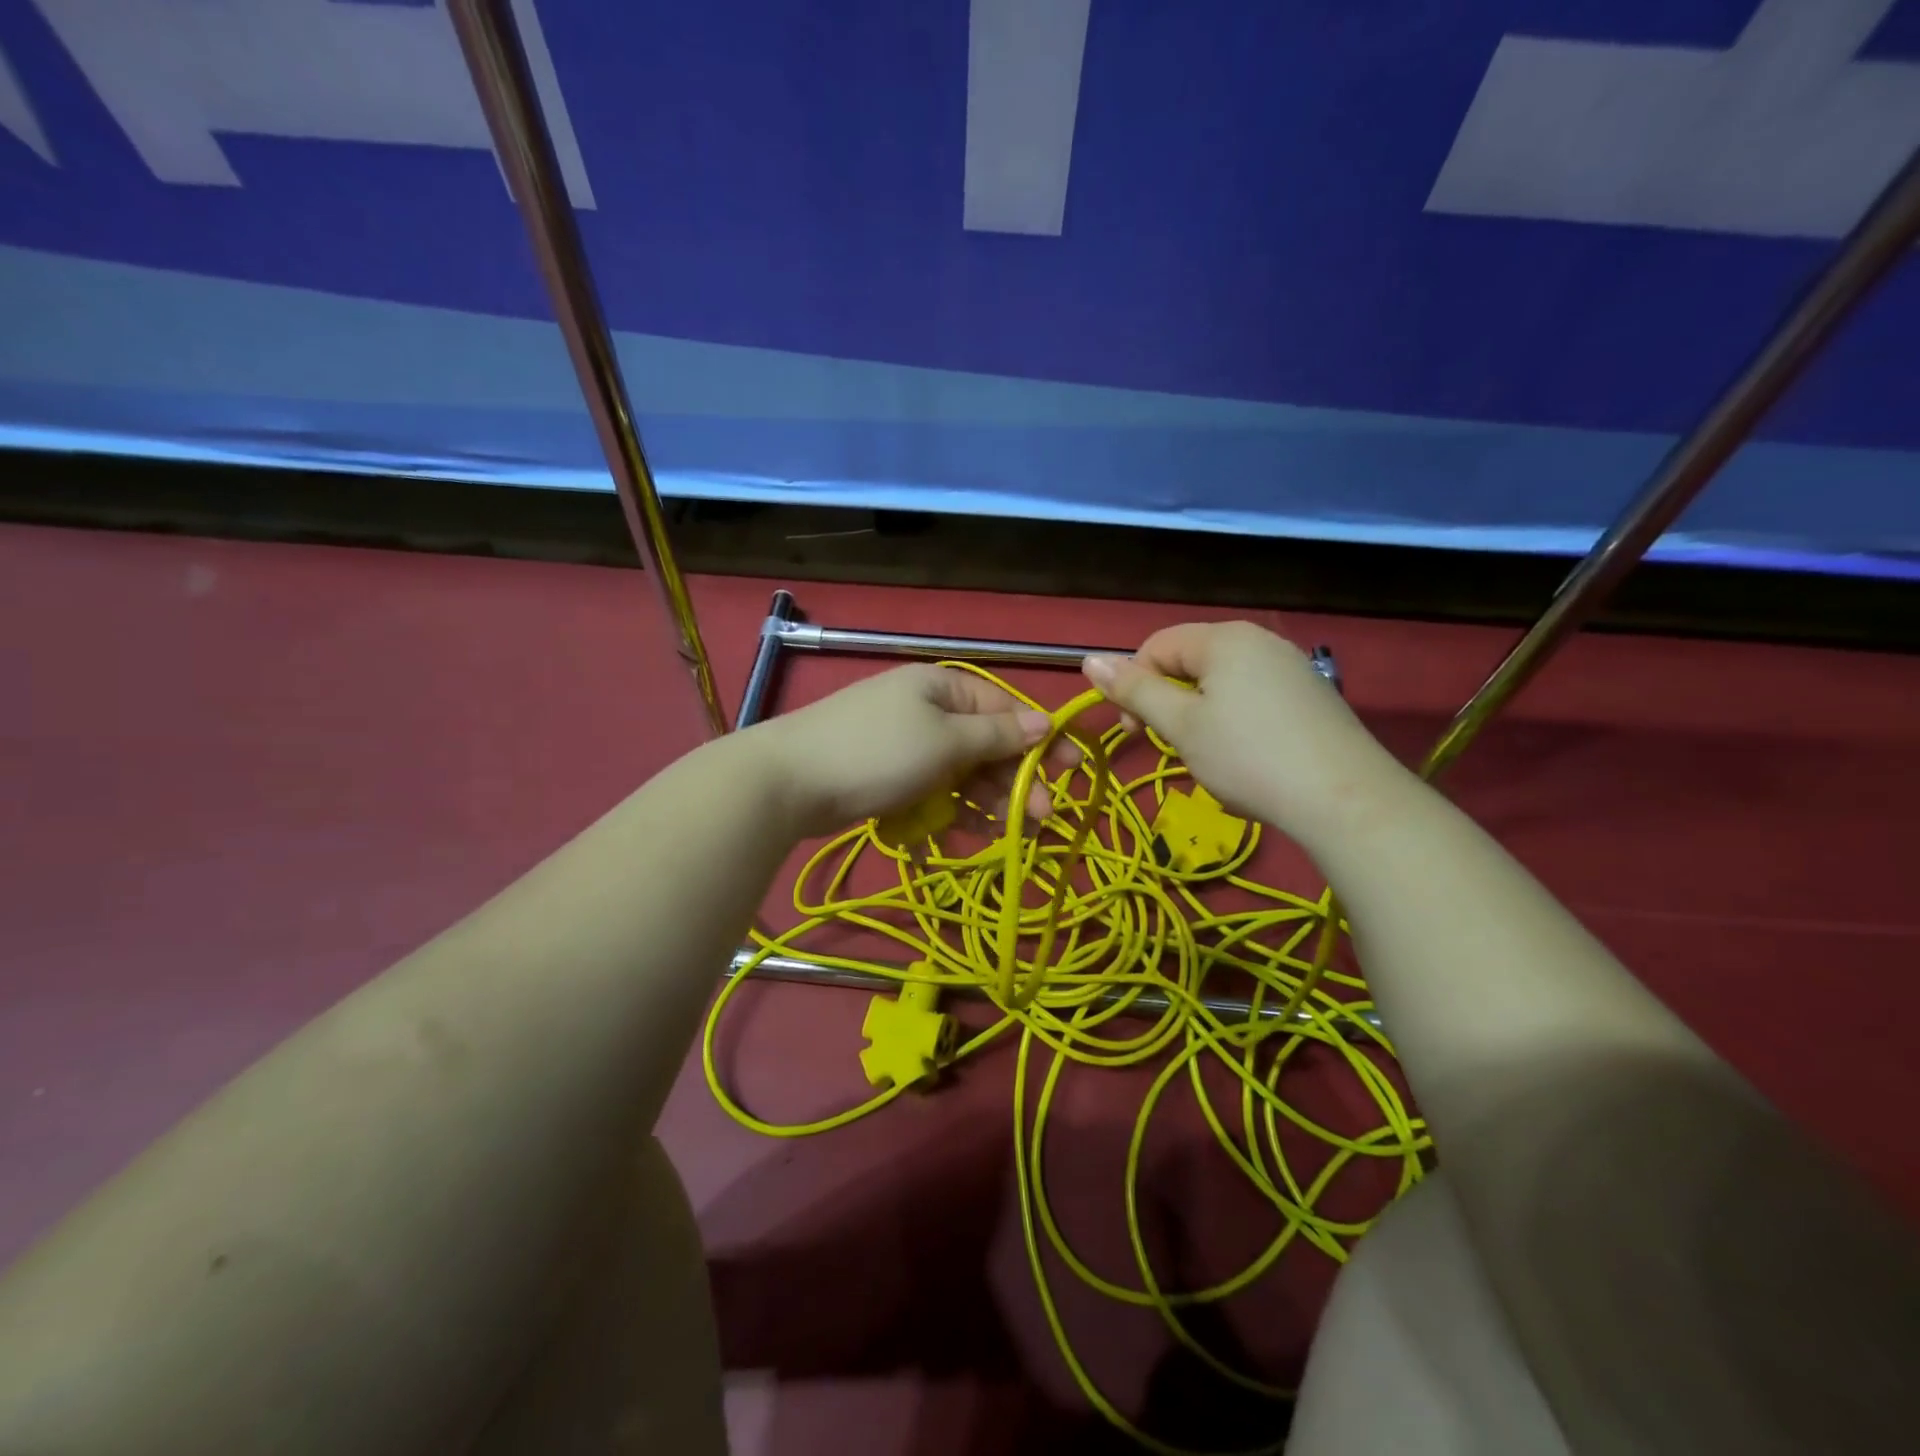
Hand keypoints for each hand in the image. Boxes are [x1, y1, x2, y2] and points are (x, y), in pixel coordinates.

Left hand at [750, 665, 1073, 837]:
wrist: (787, 782)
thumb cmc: (876, 753)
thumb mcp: (945, 742)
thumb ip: (996, 736)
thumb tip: (1044, 721)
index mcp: (941, 688)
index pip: (1004, 709)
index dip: (1040, 740)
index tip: (1073, 770)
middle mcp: (925, 709)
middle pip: (984, 743)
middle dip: (1015, 778)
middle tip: (1043, 816)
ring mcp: (904, 743)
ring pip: (960, 771)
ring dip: (988, 799)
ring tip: (1012, 832)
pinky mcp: (886, 774)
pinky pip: (932, 788)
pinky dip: (952, 808)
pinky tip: (971, 831)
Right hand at [1082, 622, 1409, 844]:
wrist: (1345, 800)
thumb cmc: (1248, 757)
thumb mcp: (1180, 726)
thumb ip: (1134, 690)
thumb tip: (1089, 660)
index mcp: (1224, 638)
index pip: (1156, 646)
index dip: (1133, 685)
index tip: (1132, 732)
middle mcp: (1260, 641)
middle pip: (1190, 662)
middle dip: (1169, 702)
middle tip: (1171, 747)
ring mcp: (1291, 667)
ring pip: (1222, 684)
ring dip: (1199, 717)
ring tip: (1210, 758)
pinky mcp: (1312, 697)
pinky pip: (1254, 698)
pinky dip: (1235, 723)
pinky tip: (1248, 759)